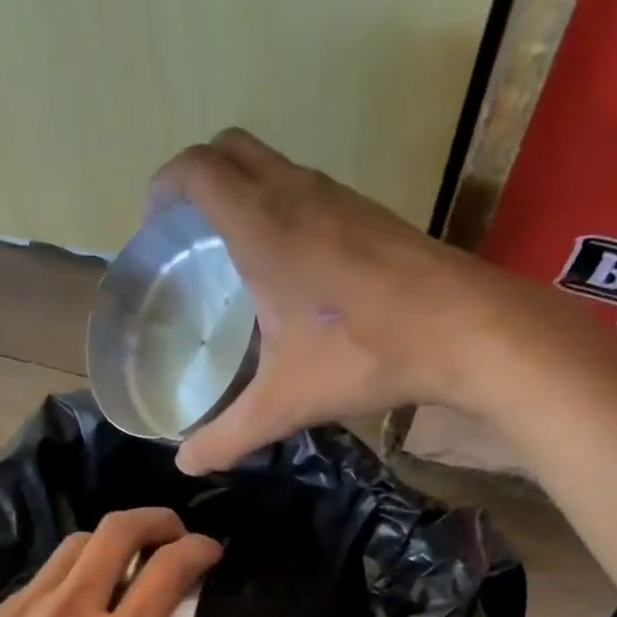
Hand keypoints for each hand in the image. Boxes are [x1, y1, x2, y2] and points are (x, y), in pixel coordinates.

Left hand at [0, 508, 220, 616]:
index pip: (164, 574)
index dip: (196, 551)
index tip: (211, 551)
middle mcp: (69, 612)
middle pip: (117, 530)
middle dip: (156, 520)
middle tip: (173, 535)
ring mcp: (24, 607)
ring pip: (76, 545)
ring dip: (110, 543)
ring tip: (123, 568)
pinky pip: (44, 577)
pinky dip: (72, 575)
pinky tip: (71, 611)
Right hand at [152, 129, 506, 474]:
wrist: (464, 328)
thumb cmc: (363, 354)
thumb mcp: (284, 404)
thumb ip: (228, 436)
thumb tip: (186, 465)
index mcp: (263, 226)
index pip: (197, 171)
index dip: (163, 188)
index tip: (152, 227)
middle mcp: (297, 195)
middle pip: (230, 150)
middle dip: (197, 179)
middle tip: (186, 235)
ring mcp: (339, 198)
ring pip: (273, 166)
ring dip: (242, 191)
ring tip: (231, 253)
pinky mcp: (370, 214)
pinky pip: (308, 191)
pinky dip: (281, 208)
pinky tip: (289, 270)